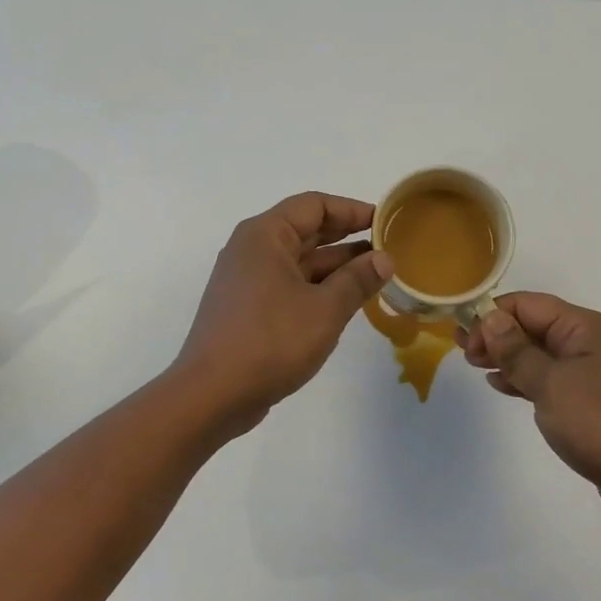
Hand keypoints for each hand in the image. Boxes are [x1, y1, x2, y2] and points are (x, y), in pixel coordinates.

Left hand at [173, 192, 393, 436]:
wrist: (212, 395)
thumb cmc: (270, 341)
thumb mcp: (325, 309)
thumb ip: (358, 280)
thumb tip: (385, 258)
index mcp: (265, 236)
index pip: (314, 205)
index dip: (352, 210)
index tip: (386, 222)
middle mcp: (252, 250)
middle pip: (306, 230)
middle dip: (347, 237)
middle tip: (388, 247)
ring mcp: (247, 280)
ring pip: (299, 261)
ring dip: (336, 266)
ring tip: (377, 276)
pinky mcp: (248, 308)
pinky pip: (289, 285)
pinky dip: (318, 288)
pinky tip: (346, 301)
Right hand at [462, 293, 600, 526]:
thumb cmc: (600, 422)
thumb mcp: (550, 383)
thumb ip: (517, 350)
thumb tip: (490, 317)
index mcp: (581, 327)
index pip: (526, 304)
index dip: (492, 317)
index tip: (465, 343)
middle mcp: (585, 342)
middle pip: (531, 325)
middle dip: (496, 334)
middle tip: (462, 353)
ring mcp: (587, 372)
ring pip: (536, 353)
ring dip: (506, 356)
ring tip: (474, 366)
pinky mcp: (586, 401)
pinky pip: (546, 378)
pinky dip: (521, 378)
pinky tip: (501, 386)